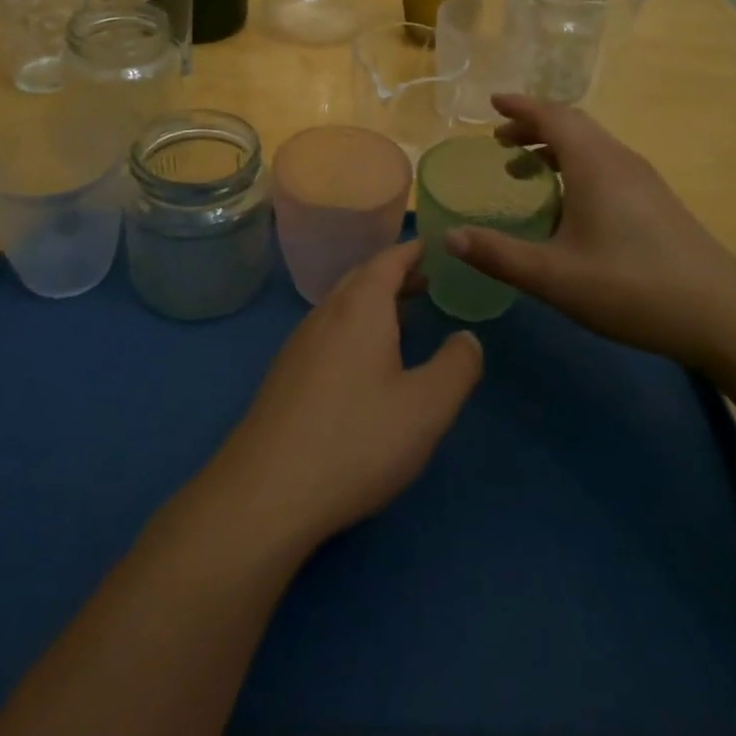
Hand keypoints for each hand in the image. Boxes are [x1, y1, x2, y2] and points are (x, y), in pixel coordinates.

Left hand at [205, 240, 482, 550]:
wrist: (268, 490)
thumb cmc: (357, 439)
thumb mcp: (427, 407)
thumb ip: (457, 366)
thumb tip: (468, 338)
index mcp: (361, 307)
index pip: (389, 259)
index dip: (413, 250)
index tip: (435, 246)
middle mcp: (326, 313)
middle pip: (362, 277)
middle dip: (394, 274)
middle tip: (426, 281)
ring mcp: (300, 342)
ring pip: (341, 304)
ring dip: (373, 301)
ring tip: (402, 318)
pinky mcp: (285, 372)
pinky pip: (327, 329)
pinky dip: (353, 325)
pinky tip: (363, 362)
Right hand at [444, 94, 735, 368]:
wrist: (723, 316)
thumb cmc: (632, 288)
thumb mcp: (554, 277)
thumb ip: (498, 255)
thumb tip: (449, 237)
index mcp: (594, 164)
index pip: (552, 116)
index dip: (520, 106)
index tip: (492, 101)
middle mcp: (619, 160)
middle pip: (573, 124)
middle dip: (533, 124)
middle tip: (500, 139)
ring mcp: (644, 179)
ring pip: (592, 145)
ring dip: (555, 145)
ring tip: (525, 167)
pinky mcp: (657, 201)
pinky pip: (606, 163)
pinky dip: (576, 164)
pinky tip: (569, 202)